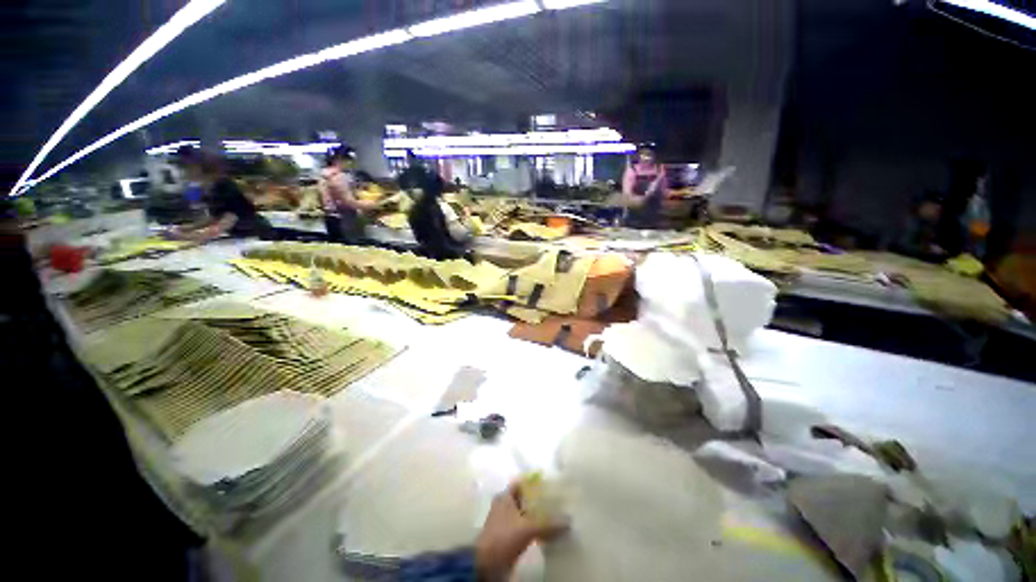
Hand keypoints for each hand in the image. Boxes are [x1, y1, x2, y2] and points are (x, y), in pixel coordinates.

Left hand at [475, 482, 566, 580]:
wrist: (486, 565)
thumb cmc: (504, 537)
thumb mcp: (527, 528)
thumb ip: (548, 523)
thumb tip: (569, 520)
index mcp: (505, 496)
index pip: (523, 483)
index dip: (536, 483)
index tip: (552, 484)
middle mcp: (505, 505)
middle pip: (526, 499)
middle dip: (540, 501)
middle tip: (559, 502)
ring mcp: (507, 522)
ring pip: (527, 515)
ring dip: (539, 516)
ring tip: (558, 516)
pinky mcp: (510, 536)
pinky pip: (526, 528)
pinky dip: (536, 529)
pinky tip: (549, 532)